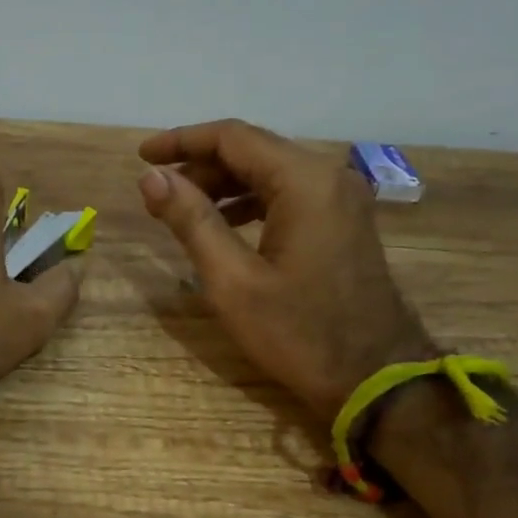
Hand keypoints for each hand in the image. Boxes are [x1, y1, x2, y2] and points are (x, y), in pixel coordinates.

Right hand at [138, 120, 435, 421]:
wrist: (374, 379)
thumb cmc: (298, 333)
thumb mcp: (233, 281)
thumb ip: (192, 222)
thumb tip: (152, 178)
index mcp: (304, 181)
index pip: (232, 138)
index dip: (181, 141)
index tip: (142, 156)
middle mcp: (329, 176)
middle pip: (253, 151)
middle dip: (200, 166)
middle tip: (157, 192)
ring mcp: (342, 199)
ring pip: (271, 173)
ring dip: (224, 185)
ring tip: (181, 210)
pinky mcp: (345, 222)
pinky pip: (290, 195)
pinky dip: (252, 202)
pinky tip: (225, 227)